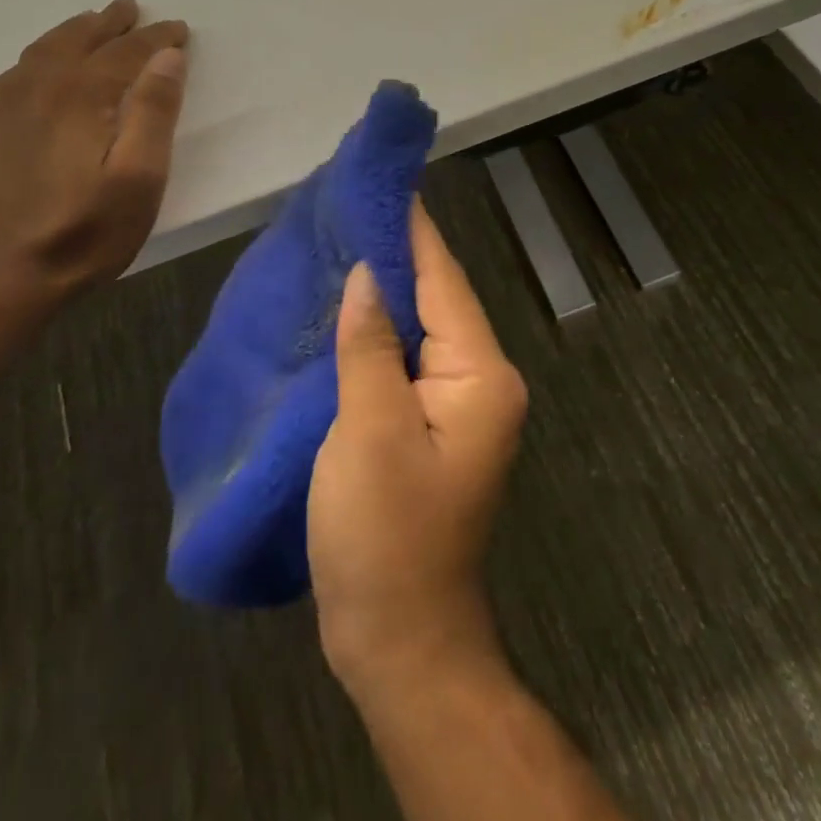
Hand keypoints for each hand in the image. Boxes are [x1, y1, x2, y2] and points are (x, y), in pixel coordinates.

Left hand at [0, 0, 188, 308]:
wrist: (3, 277)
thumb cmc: (86, 231)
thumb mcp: (139, 178)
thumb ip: (154, 113)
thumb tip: (168, 57)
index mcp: (80, 96)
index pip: (124, 52)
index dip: (155, 38)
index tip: (179, 29)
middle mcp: (40, 89)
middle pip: (80, 41)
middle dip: (110, 23)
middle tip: (133, 7)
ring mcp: (10, 108)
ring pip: (45, 51)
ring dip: (75, 31)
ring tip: (94, 22)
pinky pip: (19, 71)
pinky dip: (40, 54)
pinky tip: (43, 64)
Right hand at [309, 201, 528, 701]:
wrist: (399, 641)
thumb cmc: (386, 536)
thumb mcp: (371, 431)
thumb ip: (371, 345)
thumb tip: (366, 274)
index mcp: (479, 376)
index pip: (444, 280)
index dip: (413, 229)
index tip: (384, 180)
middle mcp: (479, 381)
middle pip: (437, 299)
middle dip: (396, 253)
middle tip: (350, 205)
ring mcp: (455, 406)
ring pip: (419, 328)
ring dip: (384, 290)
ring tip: (341, 242)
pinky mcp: (429, 426)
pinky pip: (405, 360)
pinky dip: (377, 332)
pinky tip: (345, 311)